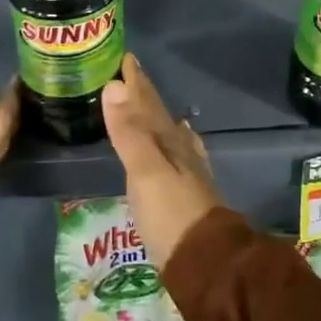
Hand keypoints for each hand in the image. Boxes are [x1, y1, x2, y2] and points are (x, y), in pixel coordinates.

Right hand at [101, 53, 219, 267]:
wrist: (206, 262)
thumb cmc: (171, 214)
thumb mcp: (144, 171)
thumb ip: (128, 131)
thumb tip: (114, 85)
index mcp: (168, 142)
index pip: (148, 104)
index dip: (136, 82)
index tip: (126, 58)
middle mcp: (180, 152)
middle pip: (159, 116)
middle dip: (144, 95)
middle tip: (131, 73)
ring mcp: (187, 173)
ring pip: (169, 134)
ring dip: (156, 117)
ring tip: (150, 103)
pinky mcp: (187, 195)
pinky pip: (179, 155)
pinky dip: (176, 142)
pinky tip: (182, 141)